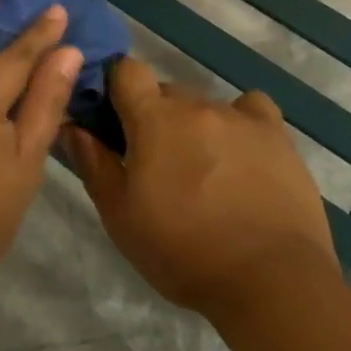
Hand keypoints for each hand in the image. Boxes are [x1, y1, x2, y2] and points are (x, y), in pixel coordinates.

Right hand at [62, 57, 335, 322]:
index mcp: (153, 118)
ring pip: (205, 106)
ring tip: (204, 172)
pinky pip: (252, 110)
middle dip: (155, 118)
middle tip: (156, 162)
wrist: (270, 279)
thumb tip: (72, 125)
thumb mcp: (120, 216)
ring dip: (196, 127)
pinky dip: (241, 124)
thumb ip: (93, 163)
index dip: (116, 88)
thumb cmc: (183, 250)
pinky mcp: (277, 136)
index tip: (113, 120)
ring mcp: (241, 118)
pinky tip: (242, 154)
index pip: (126, 70)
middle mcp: (196, 105)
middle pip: (166, 92)